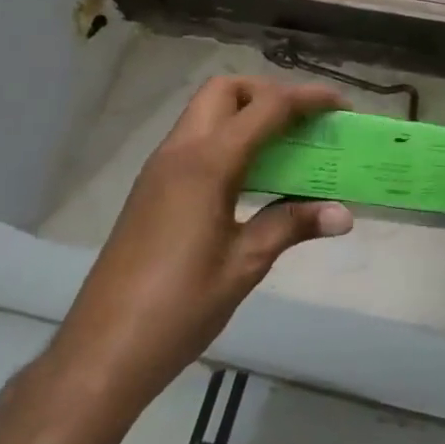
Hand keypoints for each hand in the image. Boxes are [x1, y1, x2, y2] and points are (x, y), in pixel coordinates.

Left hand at [53, 76, 354, 400]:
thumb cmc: (179, 307)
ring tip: (285, 147)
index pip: (266, 108)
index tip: (340, 105)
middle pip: (226, 90)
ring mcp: (160, 170)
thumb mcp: (244, 264)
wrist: (102, 353)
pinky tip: (250, 179)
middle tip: (302, 123)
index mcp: (207, 163)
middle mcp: (180, 152)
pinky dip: (228, 139)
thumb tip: (343, 214)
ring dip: (247, 114)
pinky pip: (195, 141)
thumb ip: (292, 226)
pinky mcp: (151, 190)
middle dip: (268, 93)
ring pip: (206, 112)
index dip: (307, 98)